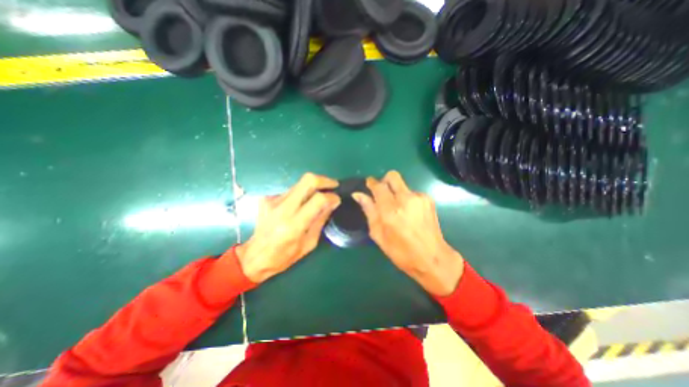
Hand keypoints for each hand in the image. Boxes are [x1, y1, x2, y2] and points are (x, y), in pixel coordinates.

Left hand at [238, 174, 340, 282]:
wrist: (255, 256)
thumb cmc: (285, 256)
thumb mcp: (309, 243)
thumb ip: (321, 219)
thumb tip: (332, 202)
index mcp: (294, 225)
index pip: (318, 199)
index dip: (331, 196)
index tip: (337, 199)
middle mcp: (283, 209)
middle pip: (307, 181)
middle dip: (324, 180)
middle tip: (333, 185)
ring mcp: (273, 200)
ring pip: (299, 183)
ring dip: (312, 187)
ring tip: (318, 196)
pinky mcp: (267, 198)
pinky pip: (291, 190)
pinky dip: (300, 194)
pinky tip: (300, 204)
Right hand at [351, 171, 464, 294]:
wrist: (433, 258)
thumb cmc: (401, 251)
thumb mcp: (378, 235)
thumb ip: (369, 211)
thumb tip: (358, 194)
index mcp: (391, 211)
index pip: (378, 186)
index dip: (371, 183)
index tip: (368, 185)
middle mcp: (405, 199)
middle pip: (392, 176)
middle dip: (384, 181)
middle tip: (381, 194)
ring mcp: (419, 197)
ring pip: (402, 184)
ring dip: (395, 192)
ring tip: (397, 209)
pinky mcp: (428, 199)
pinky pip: (411, 192)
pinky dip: (406, 198)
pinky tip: (409, 213)